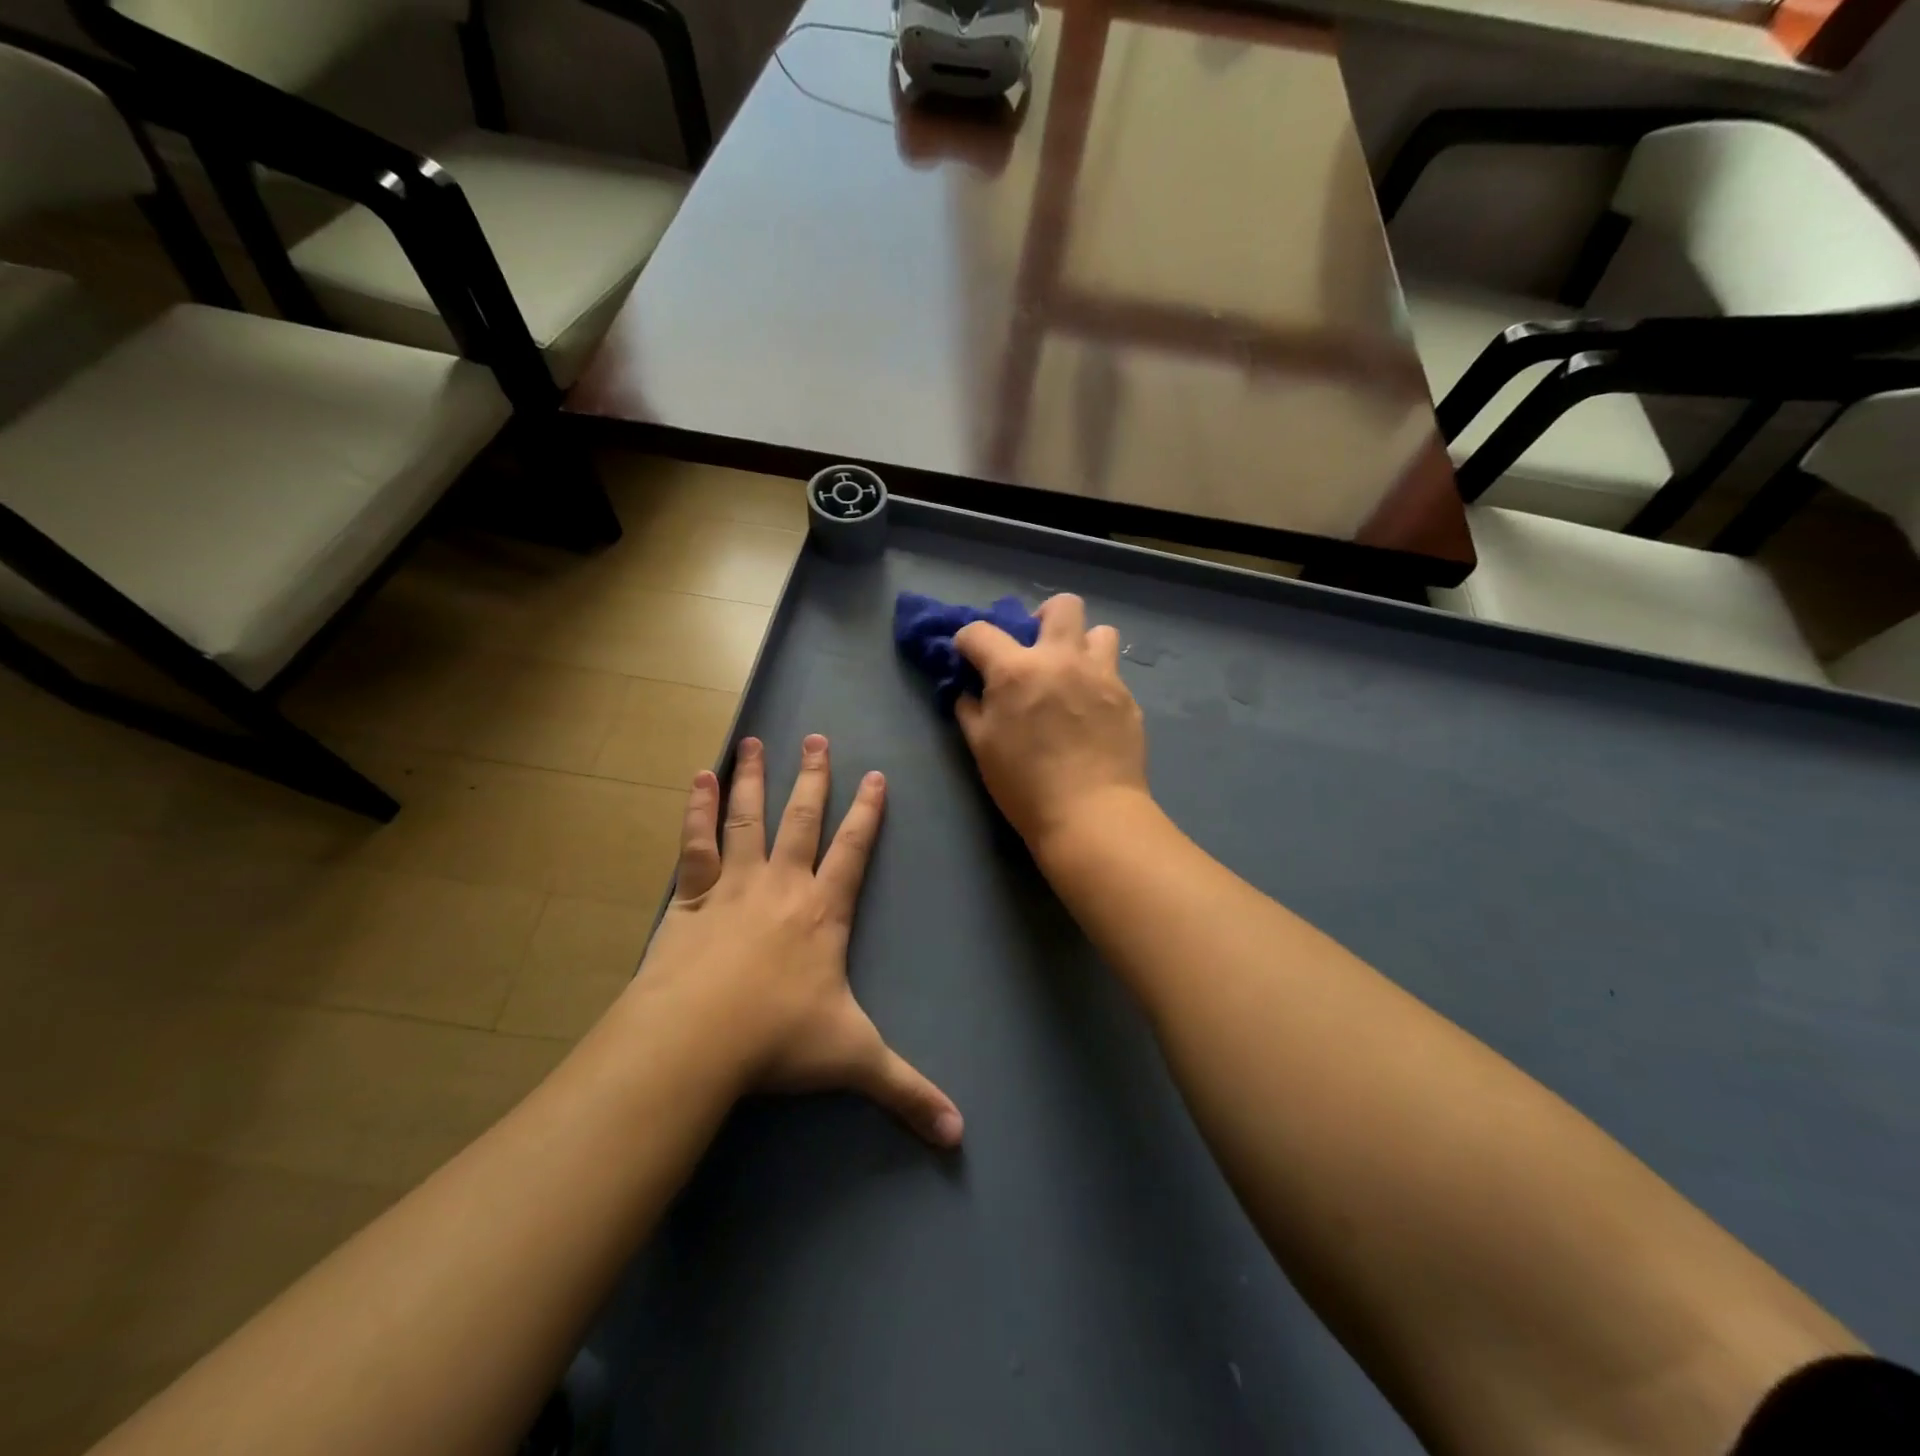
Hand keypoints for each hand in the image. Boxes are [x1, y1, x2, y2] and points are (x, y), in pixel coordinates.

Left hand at [638, 734, 962, 1147]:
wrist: (697, 1040)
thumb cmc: (778, 1042)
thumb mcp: (854, 1061)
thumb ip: (907, 1091)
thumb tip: (961, 1135)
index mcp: (824, 912)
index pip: (854, 850)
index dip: (868, 813)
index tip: (876, 776)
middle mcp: (783, 885)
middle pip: (803, 819)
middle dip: (813, 778)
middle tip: (816, 737)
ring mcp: (734, 885)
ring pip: (748, 818)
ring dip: (752, 779)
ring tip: (753, 741)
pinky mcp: (692, 897)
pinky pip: (696, 844)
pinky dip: (695, 810)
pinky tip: (696, 779)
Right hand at [954, 594, 1149, 853]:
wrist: (1090, 814)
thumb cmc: (1025, 785)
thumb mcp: (982, 748)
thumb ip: (970, 710)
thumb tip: (969, 692)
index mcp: (1017, 670)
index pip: (980, 632)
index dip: (966, 641)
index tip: (968, 656)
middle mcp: (1061, 659)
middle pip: (1062, 605)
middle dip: (1043, 616)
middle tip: (1037, 647)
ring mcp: (1101, 675)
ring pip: (1100, 632)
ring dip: (1082, 645)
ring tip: (1073, 674)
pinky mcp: (1127, 698)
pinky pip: (1112, 673)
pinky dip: (1097, 682)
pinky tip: (1091, 712)